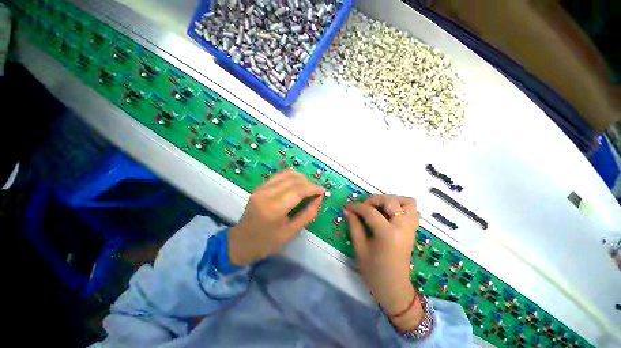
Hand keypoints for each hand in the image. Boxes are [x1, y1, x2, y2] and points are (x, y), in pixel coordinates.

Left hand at [228, 168, 324, 265]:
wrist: (241, 241)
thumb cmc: (267, 242)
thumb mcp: (291, 232)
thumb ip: (308, 214)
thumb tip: (319, 198)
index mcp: (274, 209)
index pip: (298, 191)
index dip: (313, 188)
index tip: (323, 190)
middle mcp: (266, 194)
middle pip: (293, 180)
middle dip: (308, 182)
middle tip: (316, 190)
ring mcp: (261, 188)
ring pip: (286, 174)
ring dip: (301, 177)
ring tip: (308, 187)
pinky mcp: (260, 186)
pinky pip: (279, 175)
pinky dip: (291, 176)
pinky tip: (297, 183)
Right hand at [345, 195, 422, 329]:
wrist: (394, 288)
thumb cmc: (374, 271)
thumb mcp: (360, 248)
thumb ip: (354, 226)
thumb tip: (347, 210)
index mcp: (388, 234)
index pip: (370, 211)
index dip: (357, 206)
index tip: (348, 206)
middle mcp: (403, 227)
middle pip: (390, 201)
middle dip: (374, 200)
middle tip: (364, 207)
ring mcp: (411, 228)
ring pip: (408, 202)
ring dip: (392, 200)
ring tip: (379, 207)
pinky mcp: (413, 230)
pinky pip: (413, 210)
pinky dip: (402, 207)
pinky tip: (389, 213)